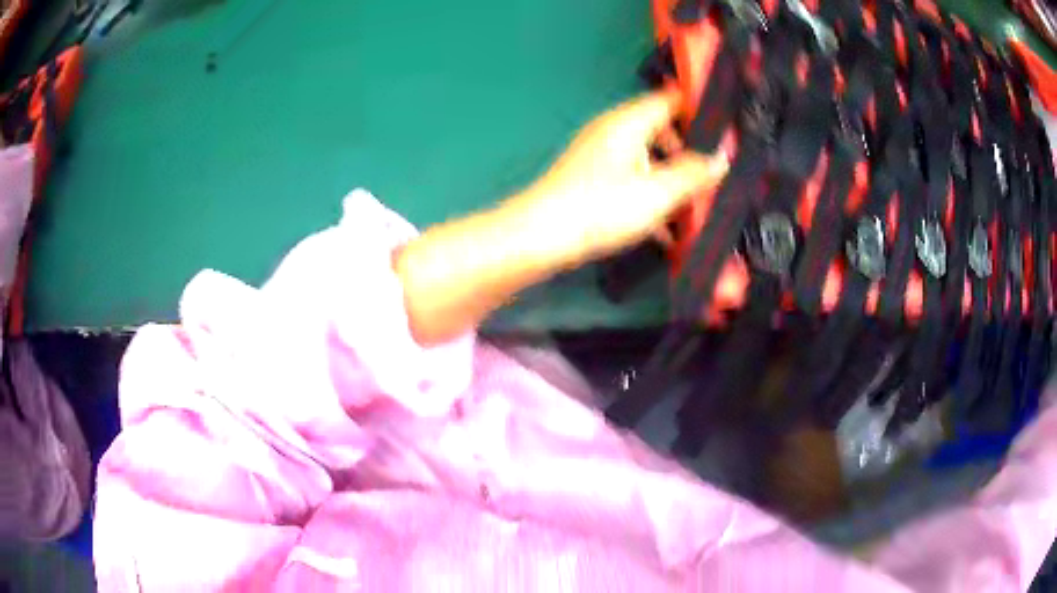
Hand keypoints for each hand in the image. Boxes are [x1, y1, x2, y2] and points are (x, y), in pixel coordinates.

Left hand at [515, 88, 729, 262]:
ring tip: (698, 208)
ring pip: (650, 162)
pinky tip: (669, 234)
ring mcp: (602, 158)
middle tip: (715, 174)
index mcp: (629, 123)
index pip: (670, 100)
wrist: (542, 238)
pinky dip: (652, 201)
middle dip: (690, 153)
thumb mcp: (658, 192)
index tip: (727, 126)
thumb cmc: (601, 208)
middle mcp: (614, 133)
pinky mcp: (594, 184)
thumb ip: (693, 174)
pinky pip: (633, 184)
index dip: (699, 108)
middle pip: (662, 132)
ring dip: (673, 183)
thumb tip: (720, 158)